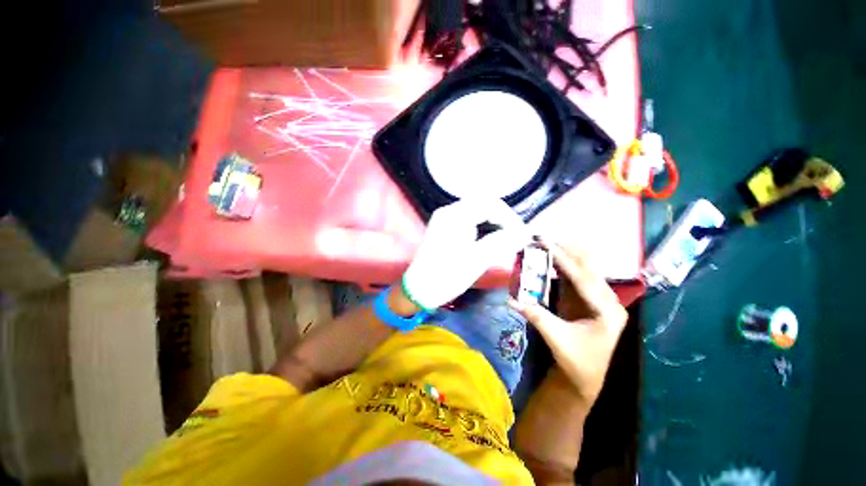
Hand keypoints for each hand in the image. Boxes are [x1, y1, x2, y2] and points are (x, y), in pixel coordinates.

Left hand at [403, 198, 530, 309]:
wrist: (418, 290)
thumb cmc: (446, 276)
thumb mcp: (477, 259)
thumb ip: (502, 242)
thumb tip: (525, 233)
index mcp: (455, 215)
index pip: (490, 204)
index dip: (510, 218)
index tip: (522, 235)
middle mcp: (449, 212)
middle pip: (484, 205)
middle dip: (503, 219)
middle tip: (516, 237)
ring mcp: (445, 220)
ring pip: (477, 213)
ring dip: (494, 223)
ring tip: (506, 239)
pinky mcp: (445, 229)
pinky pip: (469, 221)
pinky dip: (483, 228)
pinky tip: (490, 240)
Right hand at [510, 242, 627, 406]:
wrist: (586, 378)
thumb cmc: (577, 362)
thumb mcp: (557, 339)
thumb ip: (536, 316)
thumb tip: (512, 298)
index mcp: (608, 311)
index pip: (583, 278)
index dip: (563, 259)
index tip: (546, 243)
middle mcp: (608, 300)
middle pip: (588, 267)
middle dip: (566, 250)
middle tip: (543, 238)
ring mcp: (598, 299)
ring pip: (583, 269)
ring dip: (564, 255)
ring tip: (544, 244)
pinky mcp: (587, 300)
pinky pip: (575, 277)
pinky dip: (561, 266)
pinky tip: (549, 258)